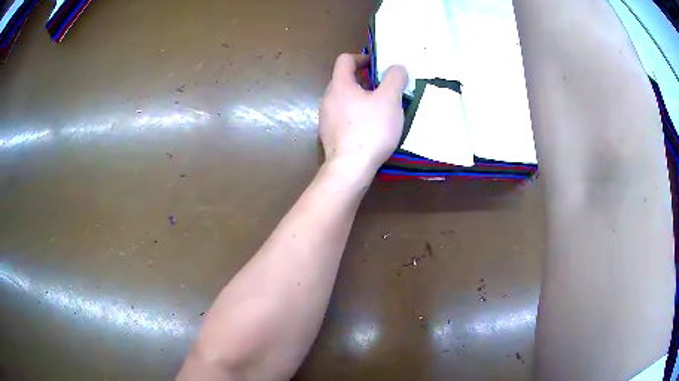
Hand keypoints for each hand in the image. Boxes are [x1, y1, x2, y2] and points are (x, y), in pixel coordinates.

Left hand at [320, 53, 407, 175]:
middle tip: (385, 89)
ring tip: (380, 109)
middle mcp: (328, 98)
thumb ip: (395, 79)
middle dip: (365, 80)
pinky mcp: (329, 135)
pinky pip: (343, 116)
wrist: (350, 168)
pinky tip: (370, 128)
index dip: (362, 57)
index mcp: (339, 85)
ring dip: (361, 98)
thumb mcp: (389, 100)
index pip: (345, 60)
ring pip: (344, 99)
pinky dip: (356, 115)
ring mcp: (326, 118)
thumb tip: (397, 67)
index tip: (378, 66)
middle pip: (345, 79)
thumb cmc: (371, 129)